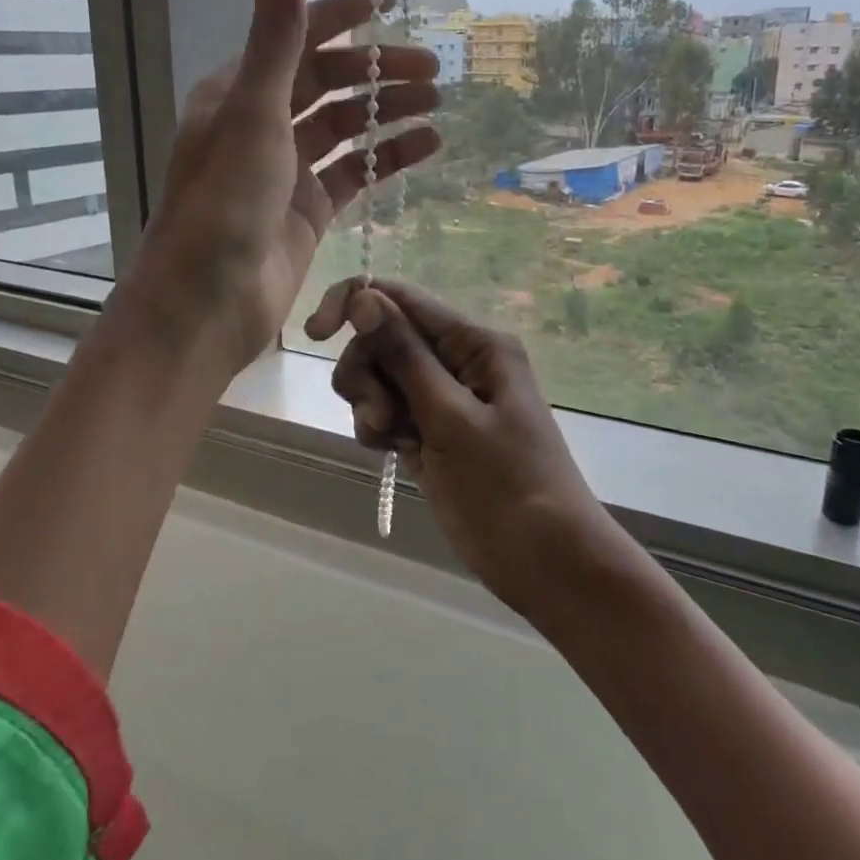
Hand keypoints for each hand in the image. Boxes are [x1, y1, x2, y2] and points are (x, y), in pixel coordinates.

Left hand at [130, 0, 439, 373]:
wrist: (208, 300)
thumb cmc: (224, 202)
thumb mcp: (253, 113)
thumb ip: (276, 37)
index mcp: (238, 92)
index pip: (298, 38)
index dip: (343, 14)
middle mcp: (261, 125)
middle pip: (329, 84)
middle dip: (378, 71)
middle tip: (432, 70)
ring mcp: (287, 171)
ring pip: (346, 128)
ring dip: (388, 112)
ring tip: (438, 103)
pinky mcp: (309, 211)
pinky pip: (355, 173)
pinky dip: (388, 157)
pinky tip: (428, 145)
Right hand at [304, 279, 623, 617]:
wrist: (544, 561)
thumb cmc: (505, 485)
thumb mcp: (449, 416)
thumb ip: (404, 355)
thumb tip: (363, 297)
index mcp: (474, 343)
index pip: (402, 298)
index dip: (354, 304)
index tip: (316, 335)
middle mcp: (459, 360)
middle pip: (385, 339)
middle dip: (368, 372)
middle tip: (380, 417)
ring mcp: (445, 398)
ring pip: (382, 377)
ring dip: (371, 404)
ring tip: (390, 441)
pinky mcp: (434, 432)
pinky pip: (390, 411)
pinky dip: (380, 428)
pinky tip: (392, 453)